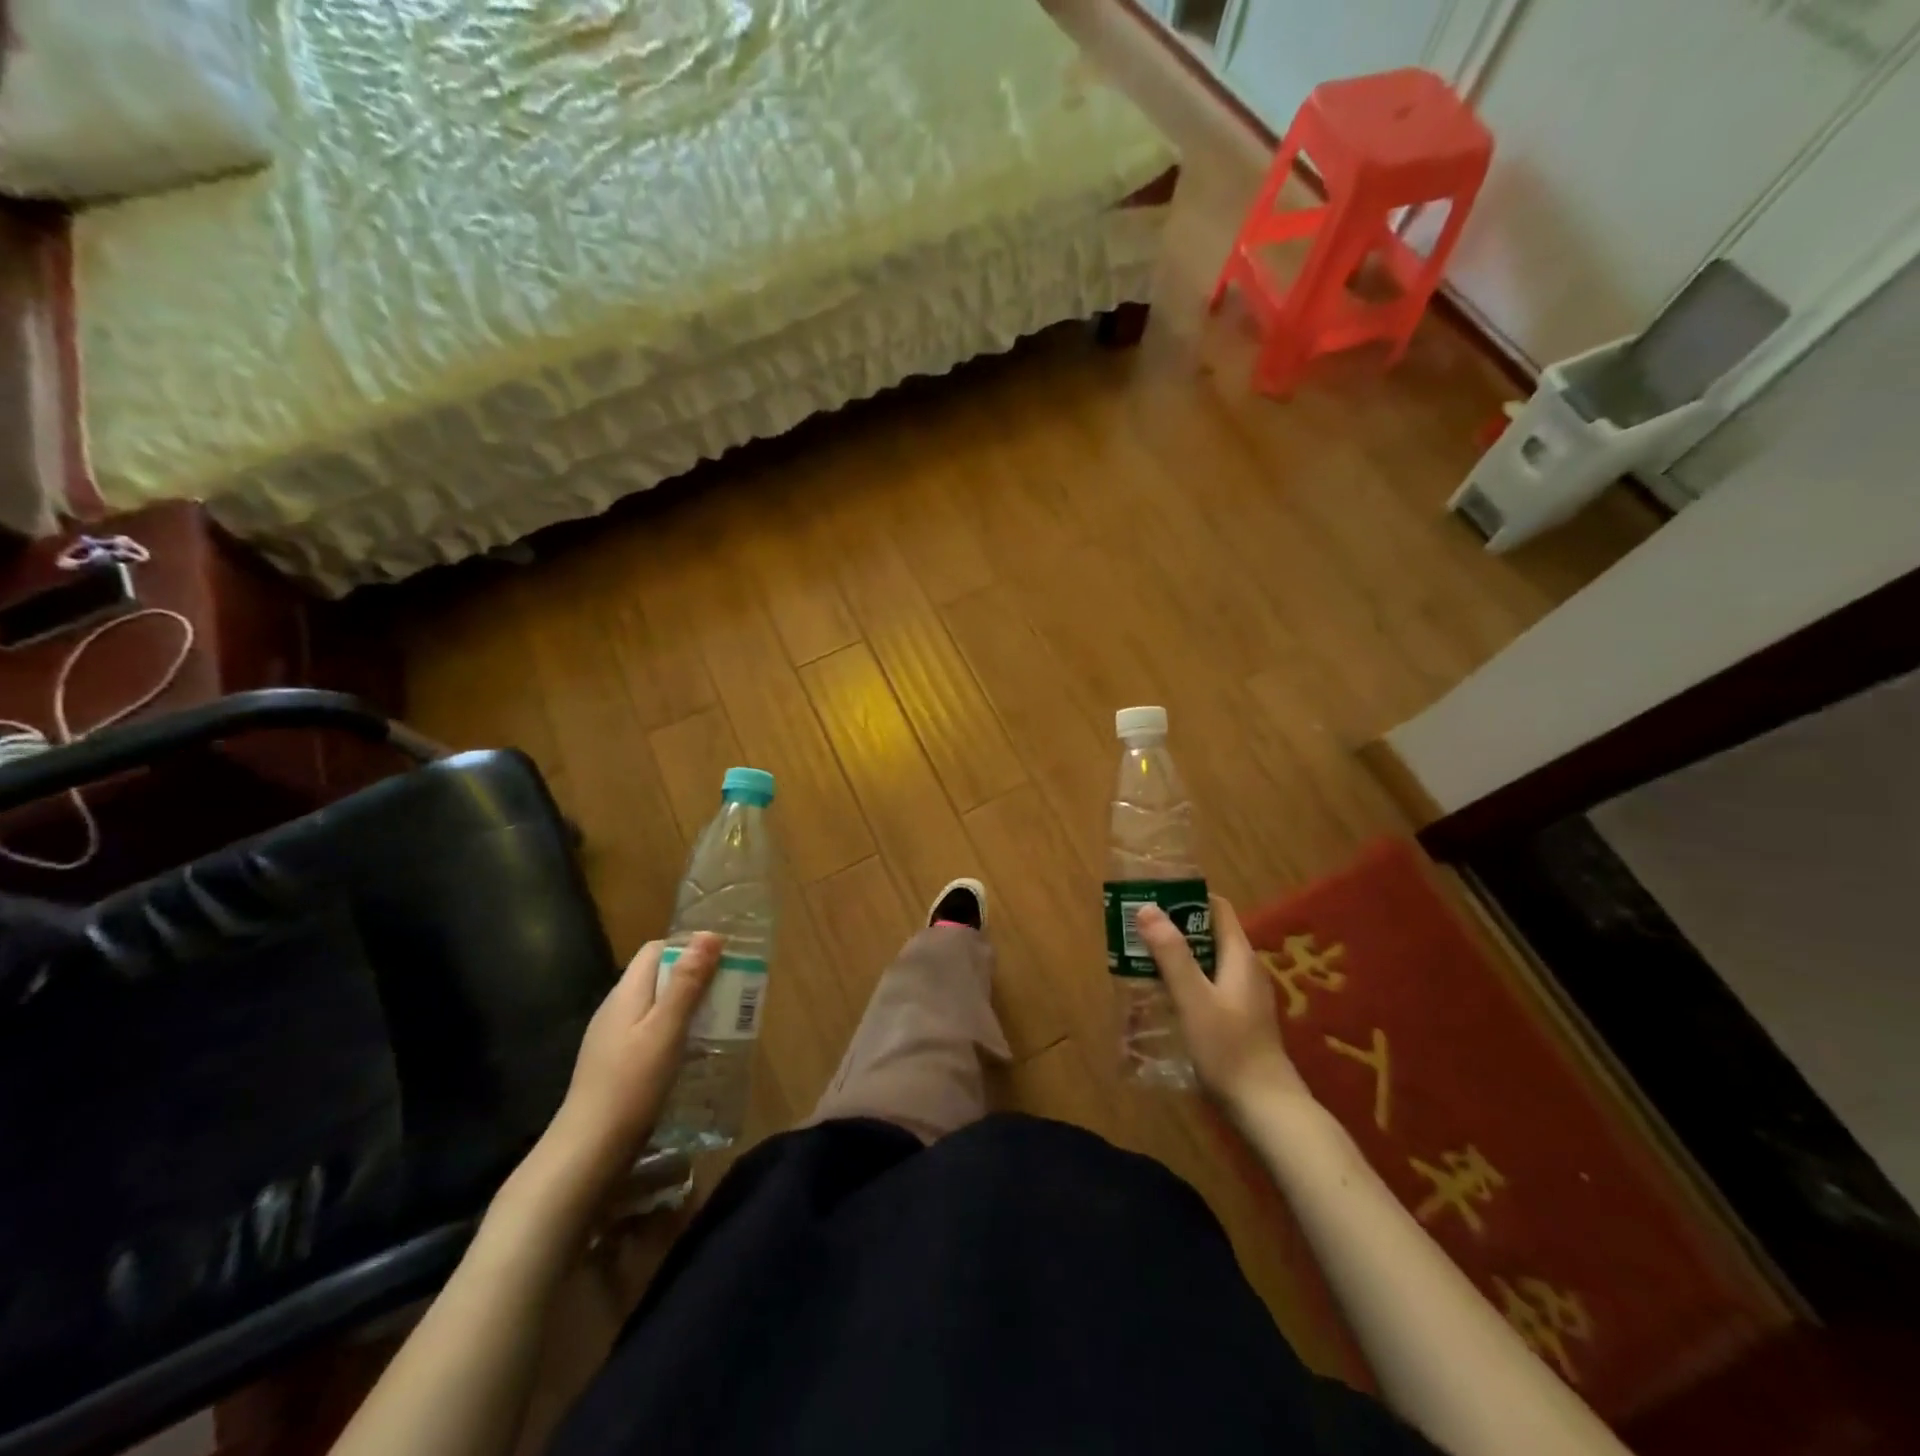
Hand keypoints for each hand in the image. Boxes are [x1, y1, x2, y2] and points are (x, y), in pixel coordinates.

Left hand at [549, 934, 720, 1179]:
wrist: (588, 1151)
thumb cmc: (631, 1084)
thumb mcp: (666, 1029)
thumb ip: (687, 983)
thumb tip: (708, 934)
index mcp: (626, 993)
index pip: (657, 949)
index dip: (689, 948)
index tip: (723, 960)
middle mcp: (616, 1008)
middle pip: (658, 977)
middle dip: (695, 978)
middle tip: (731, 992)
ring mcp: (613, 1038)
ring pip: (656, 1006)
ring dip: (688, 1007)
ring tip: (720, 1020)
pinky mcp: (616, 1065)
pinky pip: (651, 1033)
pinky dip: (676, 1033)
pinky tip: (693, 1053)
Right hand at [1136, 896, 1309, 1117]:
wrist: (1266, 1107)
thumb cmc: (1228, 1048)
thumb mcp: (1193, 998)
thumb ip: (1172, 954)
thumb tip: (1147, 908)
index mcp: (1239, 956)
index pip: (1216, 908)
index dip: (1186, 898)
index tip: (1151, 898)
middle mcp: (1245, 968)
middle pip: (1208, 933)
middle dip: (1173, 928)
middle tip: (1136, 930)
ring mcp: (1244, 995)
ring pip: (1206, 960)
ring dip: (1176, 955)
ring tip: (1140, 958)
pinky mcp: (1238, 1018)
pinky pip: (1208, 984)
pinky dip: (1185, 979)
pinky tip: (1162, 994)